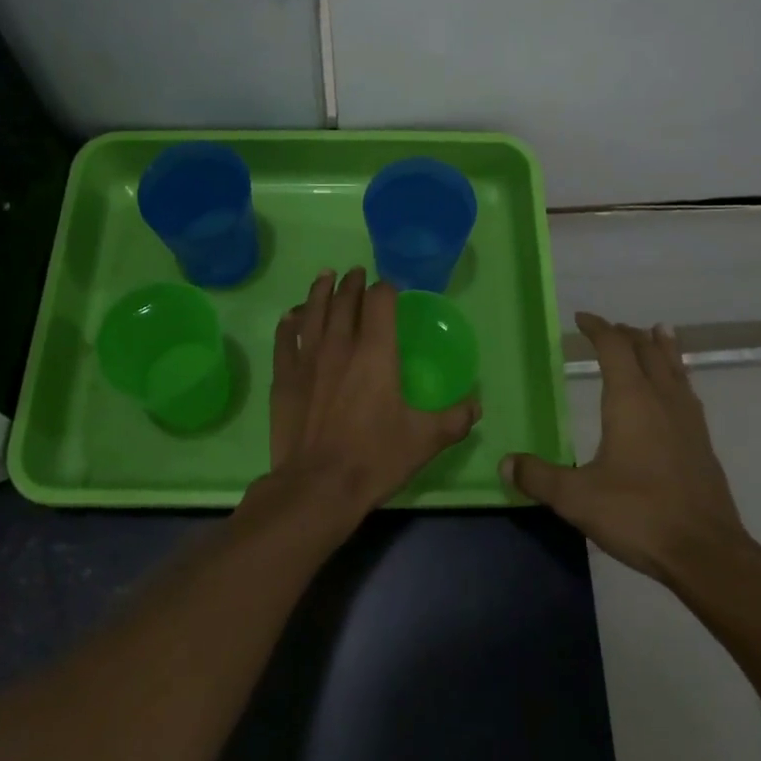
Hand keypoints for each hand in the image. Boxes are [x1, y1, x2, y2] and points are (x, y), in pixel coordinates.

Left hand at [266, 267, 479, 514]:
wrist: (317, 487)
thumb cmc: (374, 458)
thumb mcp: (425, 440)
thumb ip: (454, 419)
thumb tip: (477, 404)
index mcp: (375, 351)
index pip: (380, 301)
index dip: (386, 289)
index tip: (391, 288)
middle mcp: (339, 344)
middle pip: (344, 299)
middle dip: (353, 283)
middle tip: (357, 273)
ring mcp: (307, 358)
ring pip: (312, 311)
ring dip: (320, 290)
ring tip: (326, 276)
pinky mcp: (284, 376)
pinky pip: (284, 338)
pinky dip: (288, 322)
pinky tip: (290, 316)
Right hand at [501, 313, 760, 584]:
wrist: (706, 553)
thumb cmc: (638, 515)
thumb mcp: (577, 498)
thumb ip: (539, 477)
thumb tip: (506, 463)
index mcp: (631, 400)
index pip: (614, 348)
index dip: (598, 328)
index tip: (581, 318)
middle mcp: (662, 399)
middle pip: (646, 350)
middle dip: (626, 334)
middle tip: (609, 329)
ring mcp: (688, 419)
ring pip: (674, 367)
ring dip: (659, 347)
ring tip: (655, 332)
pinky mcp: (702, 442)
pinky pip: (687, 390)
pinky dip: (677, 373)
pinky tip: (677, 388)